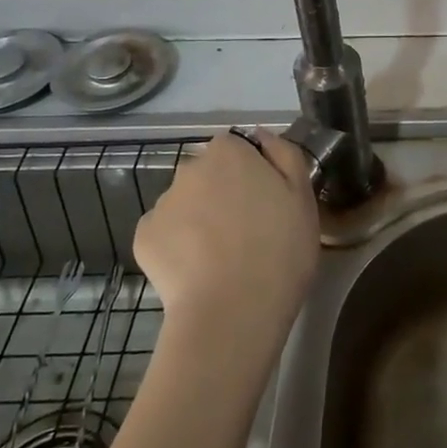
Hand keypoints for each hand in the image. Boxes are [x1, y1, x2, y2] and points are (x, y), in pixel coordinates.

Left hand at [133, 129, 319, 356]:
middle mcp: (189, 168)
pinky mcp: (143, 238)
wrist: (233, 311)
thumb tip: (262, 136)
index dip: (252, 171)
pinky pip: (166, 233)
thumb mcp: (303, 197)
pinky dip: (179, 246)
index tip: (267, 201)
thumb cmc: (280, 249)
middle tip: (249, 230)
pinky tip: (198, 271)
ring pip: (186, 203)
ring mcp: (162, 203)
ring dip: (200, 218)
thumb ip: (285, 155)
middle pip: (208, 174)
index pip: (237, 147)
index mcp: (229, 152)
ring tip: (223, 257)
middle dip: (223, 192)